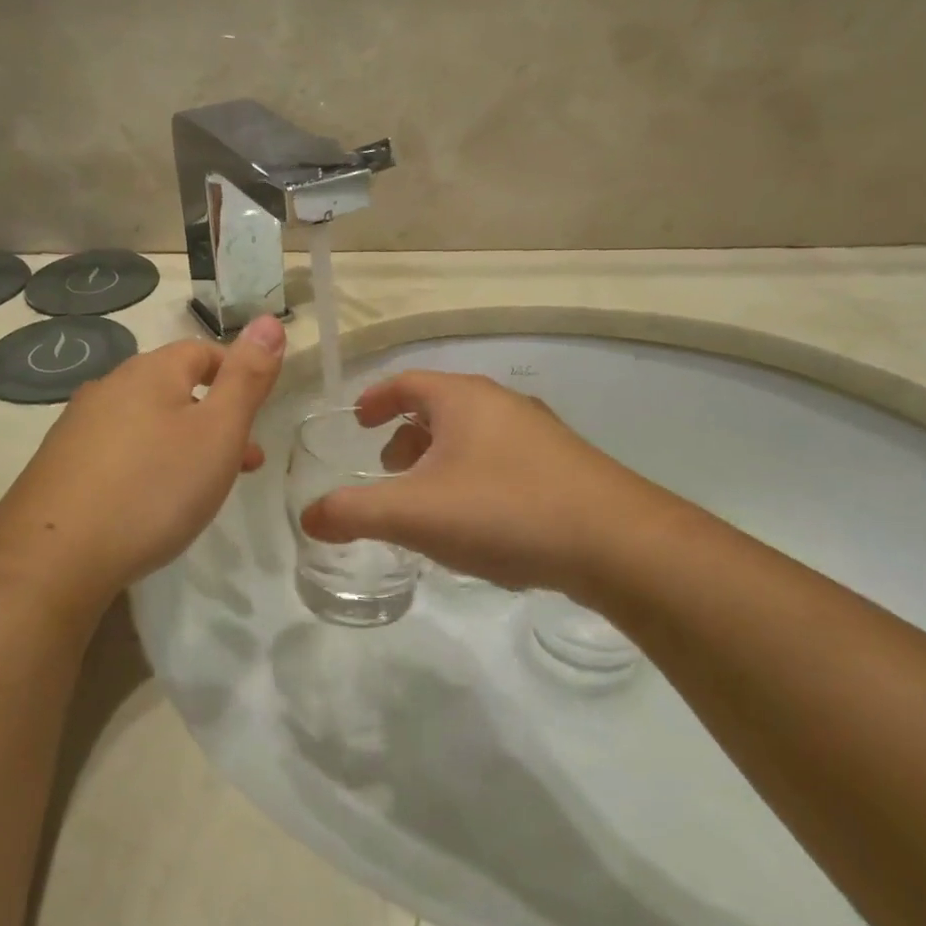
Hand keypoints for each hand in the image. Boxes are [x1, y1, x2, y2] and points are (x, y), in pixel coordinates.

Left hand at [0, 315, 285, 618]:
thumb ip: (247, 378)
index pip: (202, 351)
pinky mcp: (60, 466)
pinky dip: (147, 465)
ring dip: (182, 443)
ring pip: (146, 422)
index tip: (259, 414)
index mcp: (149, 371)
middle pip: (174, 387)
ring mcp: (78, 427)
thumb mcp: (218, 431)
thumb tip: (268, 321)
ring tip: (202, 489)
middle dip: (214, 417)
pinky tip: (149, 503)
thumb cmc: (153, 488)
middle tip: (244, 462)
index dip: (236, 374)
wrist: (53, 557)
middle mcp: (109, 387)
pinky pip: (118, 452)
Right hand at [299, 371, 660, 599]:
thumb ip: (354, 512)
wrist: (616, 543)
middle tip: (388, 468)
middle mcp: (502, 405)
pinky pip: (503, 461)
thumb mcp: (414, 513)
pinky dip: (474, 478)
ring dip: (441, 459)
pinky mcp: (565, 467)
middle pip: (441, 408)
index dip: (376, 398)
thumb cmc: (503, 510)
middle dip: (407, 435)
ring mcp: (540, 435)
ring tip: (428, 501)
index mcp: (463, 399)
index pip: (406, 382)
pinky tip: (478, 522)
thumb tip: (309, 517)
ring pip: (474, 436)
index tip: (358, 420)